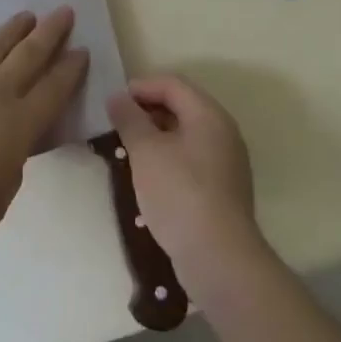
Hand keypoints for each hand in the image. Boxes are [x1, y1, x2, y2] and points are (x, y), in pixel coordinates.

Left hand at [0, 9, 86, 247]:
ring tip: (27, 15)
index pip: (55, 88)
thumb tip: (8, 148)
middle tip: (64, 11)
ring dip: (15, 28)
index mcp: (21, 123)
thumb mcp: (0, 196)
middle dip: (51, 31)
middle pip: (30, 53)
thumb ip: (11, 165)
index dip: (71, 68)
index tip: (82, 49)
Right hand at [107, 75, 265, 291]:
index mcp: (209, 114)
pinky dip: (168, 157)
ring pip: (186, 134)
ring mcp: (227, 162)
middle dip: (147, 111)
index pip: (173, 84)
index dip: (141, 87)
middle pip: (182, 106)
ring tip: (128, 150)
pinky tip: (149, 176)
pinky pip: (192, 158)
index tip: (113, 102)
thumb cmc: (179, 193)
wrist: (219, 257)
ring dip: (156, 136)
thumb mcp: (146, 152)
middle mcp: (223, 132)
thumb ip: (130, 119)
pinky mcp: (223, 189)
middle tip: (117, 125)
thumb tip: (118, 97)